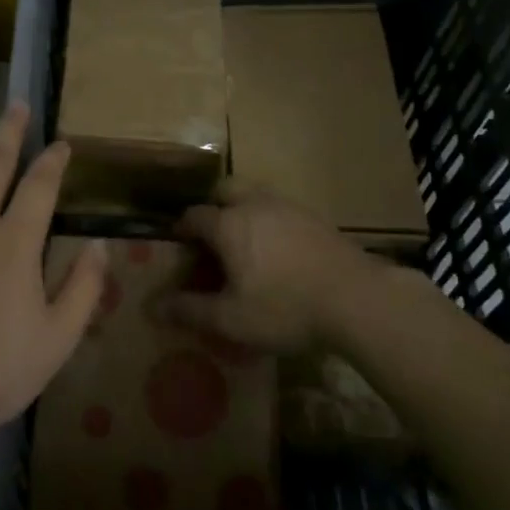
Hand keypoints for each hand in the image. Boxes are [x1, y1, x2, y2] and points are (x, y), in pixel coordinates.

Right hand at [161, 180, 391, 352]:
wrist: (357, 299)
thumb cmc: (285, 308)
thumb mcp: (231, 318)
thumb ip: (190, 310)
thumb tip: (152, 307)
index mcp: (228, 224)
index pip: (194, 216)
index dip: (181, 228)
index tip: (178, 244)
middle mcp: (255, 205)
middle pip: (225, 190)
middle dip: (212, 206)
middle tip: (211, 234)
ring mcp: (289, 207)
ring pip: (256, 195)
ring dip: (243, 209)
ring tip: (244, 241)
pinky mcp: (316, 218)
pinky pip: (281, 209)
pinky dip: (270, 220)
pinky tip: (278, 249)